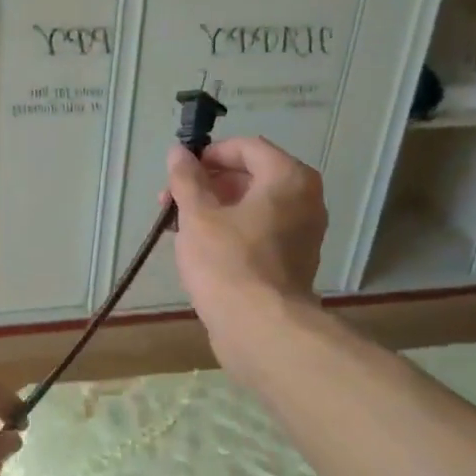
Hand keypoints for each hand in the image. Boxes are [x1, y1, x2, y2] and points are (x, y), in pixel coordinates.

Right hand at [164, 136, 327, 340]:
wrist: (260, 328)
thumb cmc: (227, 262)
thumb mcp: (197, 214)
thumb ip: (186, 179)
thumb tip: (178, 152)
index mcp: (288, 178)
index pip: (247, 147)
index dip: (209, 154)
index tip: (178, 173)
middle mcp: (305, 199)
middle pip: (251, 175)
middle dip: (208, 184)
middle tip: (171, 202)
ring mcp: (303, 232)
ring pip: (254, 205)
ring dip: (216, 208)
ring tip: (179, 226)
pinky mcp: (294, 260)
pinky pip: (260, 230)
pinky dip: (232, 230)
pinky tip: (201, 248)